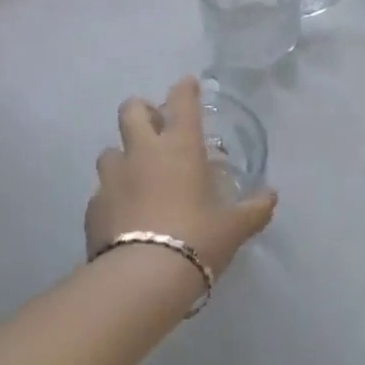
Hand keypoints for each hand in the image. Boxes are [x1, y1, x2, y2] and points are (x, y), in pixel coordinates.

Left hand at [86, 77, 277, 279]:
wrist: (141, 279)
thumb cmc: (196, 240)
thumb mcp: (234, 227)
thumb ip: (254, 209)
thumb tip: (271, 197)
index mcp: (180, 146)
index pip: (182, 102)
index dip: (185, 89)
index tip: (188, 84)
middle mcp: (143, 152)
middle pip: (132, 110)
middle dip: (143, 110)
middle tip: (156, 125)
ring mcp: (113, 178)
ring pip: (110, 149)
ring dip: (124, 155)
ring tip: (137, 174)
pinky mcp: (92, 207)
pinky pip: (102, 190)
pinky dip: (113, 195)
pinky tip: (124, 214)